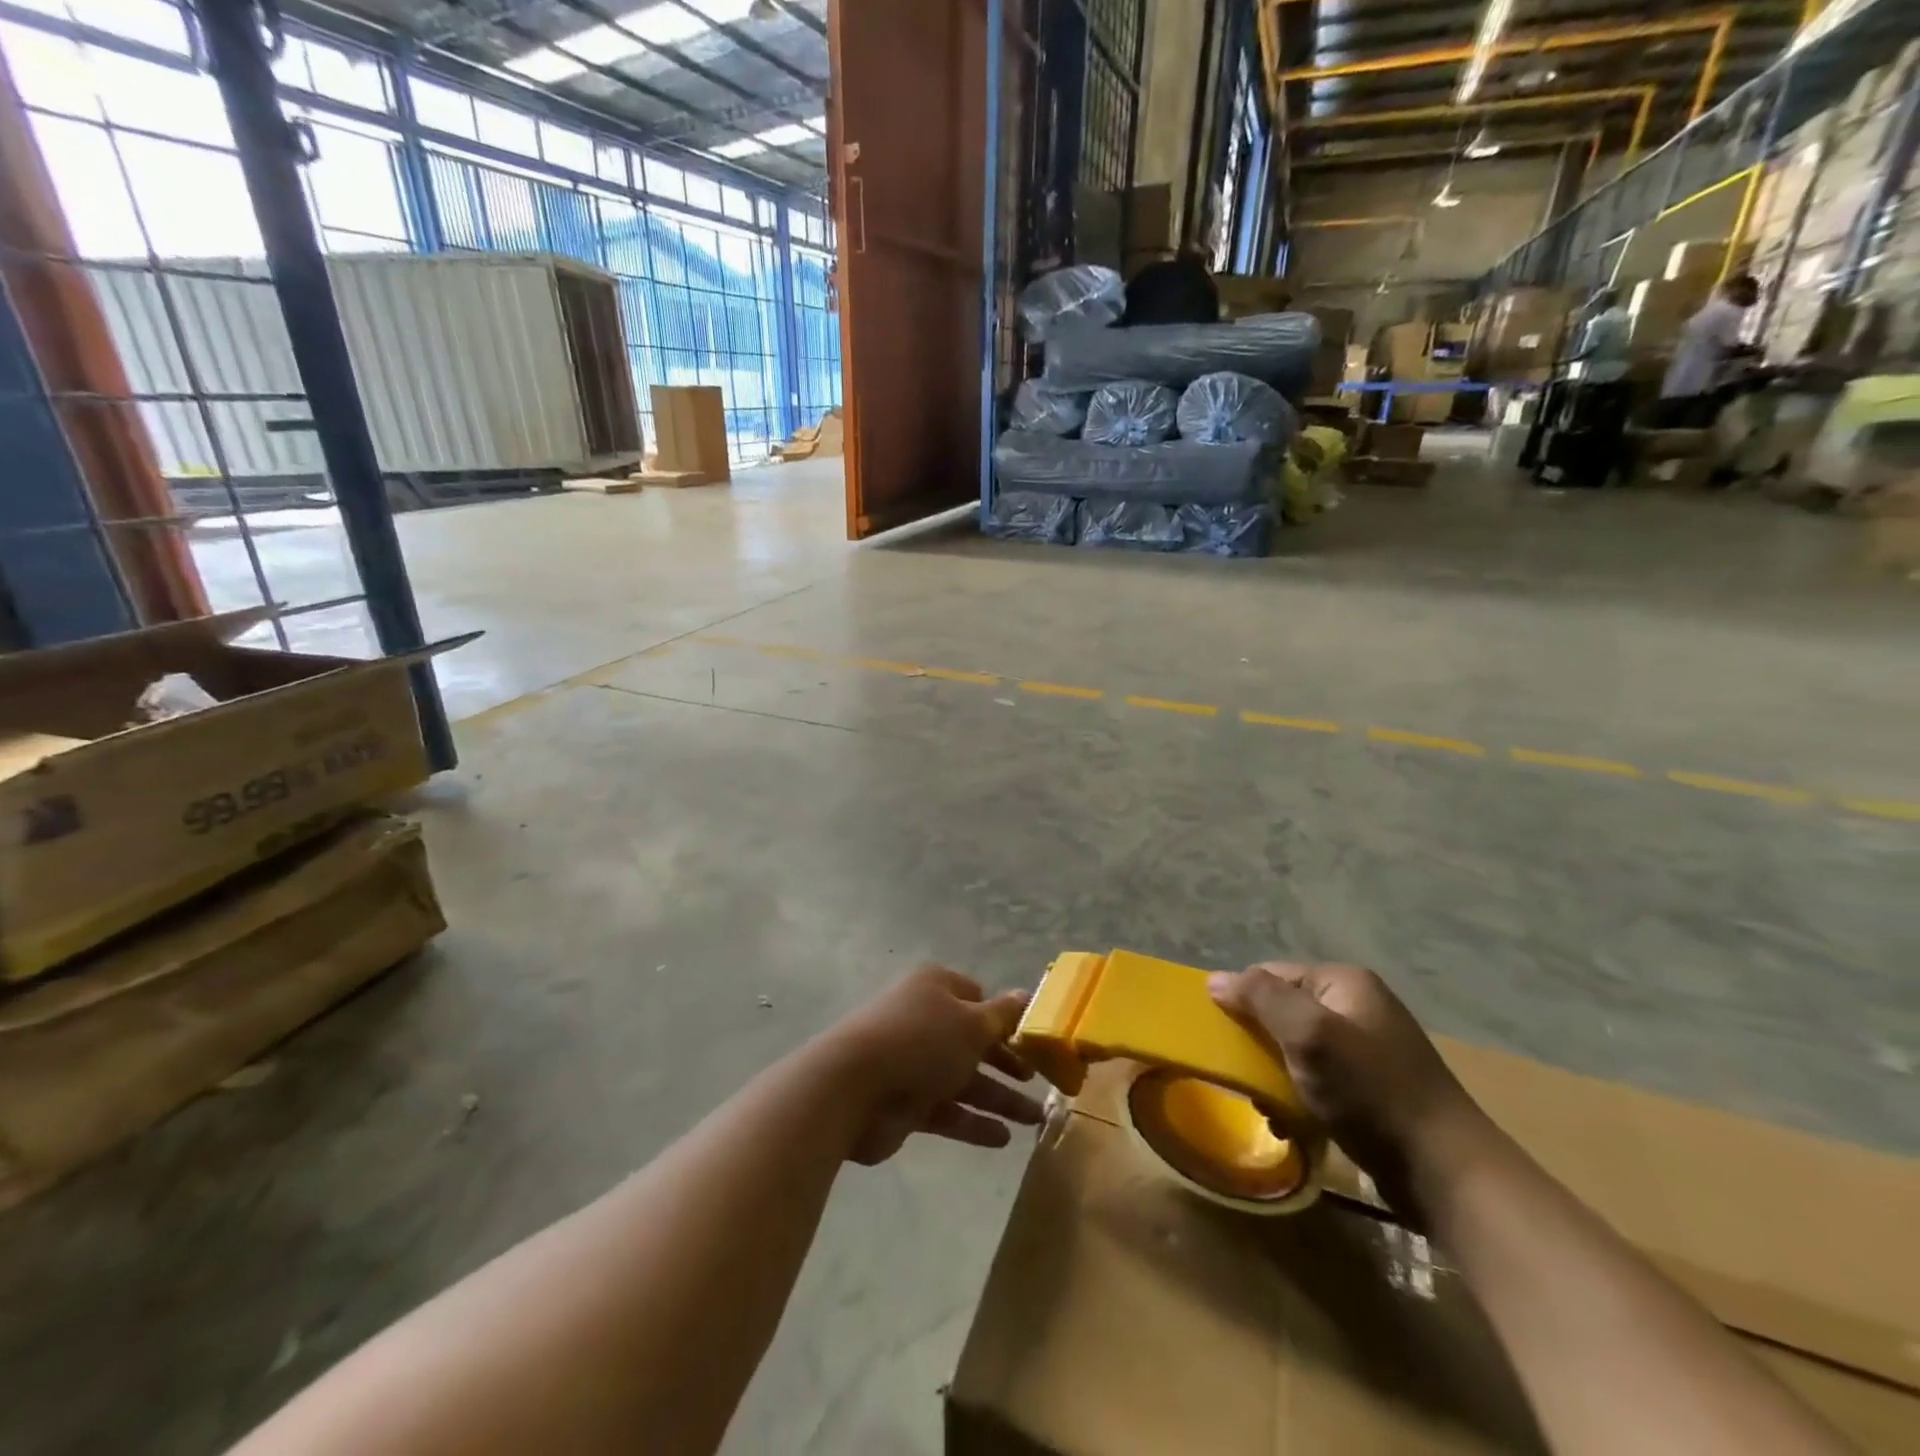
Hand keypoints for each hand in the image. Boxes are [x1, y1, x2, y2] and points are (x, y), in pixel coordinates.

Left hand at [822, 964, 1043, 1165]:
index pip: (977, 997)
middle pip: (974, 1042)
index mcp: (937, 989)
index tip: (1034, 1040)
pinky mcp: (906, 1103)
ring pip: (964, 1079)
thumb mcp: (972, 1024)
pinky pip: (947, 1111)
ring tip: (1036, 1120)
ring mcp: (914, 1063)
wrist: (853, 1088)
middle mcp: (925, 1020)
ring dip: (999, 1098)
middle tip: (1042, 1082)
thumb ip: (1003, 1016)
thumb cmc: (920, 1041)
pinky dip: (973, 1123)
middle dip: (1008, 1063)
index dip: (1005, 1018)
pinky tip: (1003, 1139)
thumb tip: (1026, 994)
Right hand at [1209, 962, 1493, 1215]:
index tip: (1228, 1041)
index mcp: (1345, 982)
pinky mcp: (1374, 1088)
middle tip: (1247, 1079)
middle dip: (1260, 1044)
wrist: (1447, 1172)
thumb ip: (1261, 999)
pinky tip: (1294, 1123)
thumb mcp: (1309, 1035)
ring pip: (1298, 1049)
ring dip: (1276, 1075)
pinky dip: (1300, 1096)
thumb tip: (1216, 979)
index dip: (1245, 1002)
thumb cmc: (1372, 1092)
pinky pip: (1320, 1079)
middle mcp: (1358, 1006)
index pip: (1271, 975)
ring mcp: (1369, 1048)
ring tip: (1269, 1107)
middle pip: (1285, 1011)